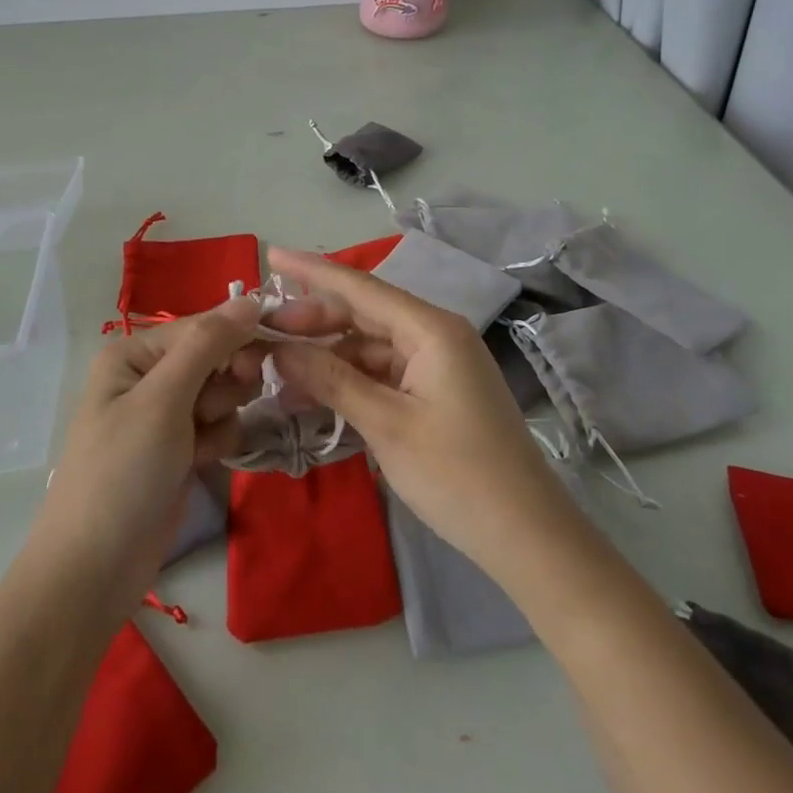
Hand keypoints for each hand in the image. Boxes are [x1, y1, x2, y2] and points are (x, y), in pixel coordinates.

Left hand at [26, 297, 265, 618]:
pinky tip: (202, 462)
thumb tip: (250, 297)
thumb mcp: (163, 400)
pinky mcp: (179, 449)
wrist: (94, 571)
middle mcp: (148, 376)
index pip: (201, 326)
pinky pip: (218, 424)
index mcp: (133, 353)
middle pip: (215, 356)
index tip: (260, 364)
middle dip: (225, 382)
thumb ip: (208, 344)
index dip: (235, 339)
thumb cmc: (123, 473)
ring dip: (222, 414)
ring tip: (199, 444)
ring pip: (223, 391)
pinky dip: (218, 439)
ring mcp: (164, 415)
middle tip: (212, 411)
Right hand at [261, 247, 581, 590]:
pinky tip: (315, 397)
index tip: (272, 255)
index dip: (313, 271)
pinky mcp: (438, 391)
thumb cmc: (457, 475)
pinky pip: (384, 373)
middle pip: (363, 314)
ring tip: (280, 377)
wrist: (528, 537)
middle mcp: (436, 334)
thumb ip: (331, 379)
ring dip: (328, 358)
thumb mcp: (386, 424)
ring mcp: (439, 363)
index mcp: (431, 329)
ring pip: (370, 346)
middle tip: (264, 336)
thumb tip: (279, 349)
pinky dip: (350, 382)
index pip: (360, 288)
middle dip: (313, 323)